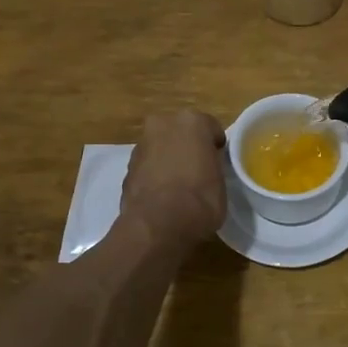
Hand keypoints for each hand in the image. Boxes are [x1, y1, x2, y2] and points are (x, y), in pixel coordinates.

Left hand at [120, 110, 226, 245]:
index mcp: (192, 121)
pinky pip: (148, 166)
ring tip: (178, 186)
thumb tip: (206, 166)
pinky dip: (154, 174)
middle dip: (187, 146)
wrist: (158, 225)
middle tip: (197, 169)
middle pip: (180, 132)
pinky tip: (162, 195)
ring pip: (161, 147)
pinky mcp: (126, 167)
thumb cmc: (200, 199)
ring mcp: (141, 145)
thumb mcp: (220, 180)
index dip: (215, 146)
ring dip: (168, 159)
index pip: (210, 128)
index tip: (218, 162)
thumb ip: (212, 164)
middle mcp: (163, 124)